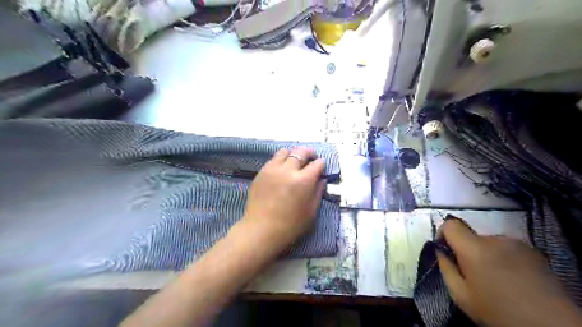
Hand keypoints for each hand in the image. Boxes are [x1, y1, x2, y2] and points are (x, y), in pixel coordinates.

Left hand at [239, 148, 325, 252]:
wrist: (262, 230)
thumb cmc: (290, 225)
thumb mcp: (311, 211)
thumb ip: (317, 192)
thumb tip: (321, 180)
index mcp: (303, 180)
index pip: (317, 164)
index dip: (321, 164)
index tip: (321, 167)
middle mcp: (288, 170)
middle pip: (301, 152)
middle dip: (309, 153)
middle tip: (311, 158)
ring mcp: (272, 169)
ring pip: (285, 151)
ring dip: (293, 154)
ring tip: (295, 161)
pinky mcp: (261, 172)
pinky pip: (273, 160)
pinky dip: (281, 160)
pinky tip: (282, 170)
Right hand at [436, 217, 581, 326]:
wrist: (553, 326)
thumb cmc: (499, 311)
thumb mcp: (461, 295)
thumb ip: (446, 268)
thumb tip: (441, 251)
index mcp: (474, 249)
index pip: (451, 225)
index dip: (444, 234)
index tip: (446, 250)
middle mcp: (495, 240)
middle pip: (471, 236)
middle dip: (467, 250)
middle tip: (473, 274)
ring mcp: (517, 243)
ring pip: (489, 243)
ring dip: (486, 254)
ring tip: (496, 278)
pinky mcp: (534, 251)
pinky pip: (507, 248)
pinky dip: (503, 258)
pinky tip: (512, 278)